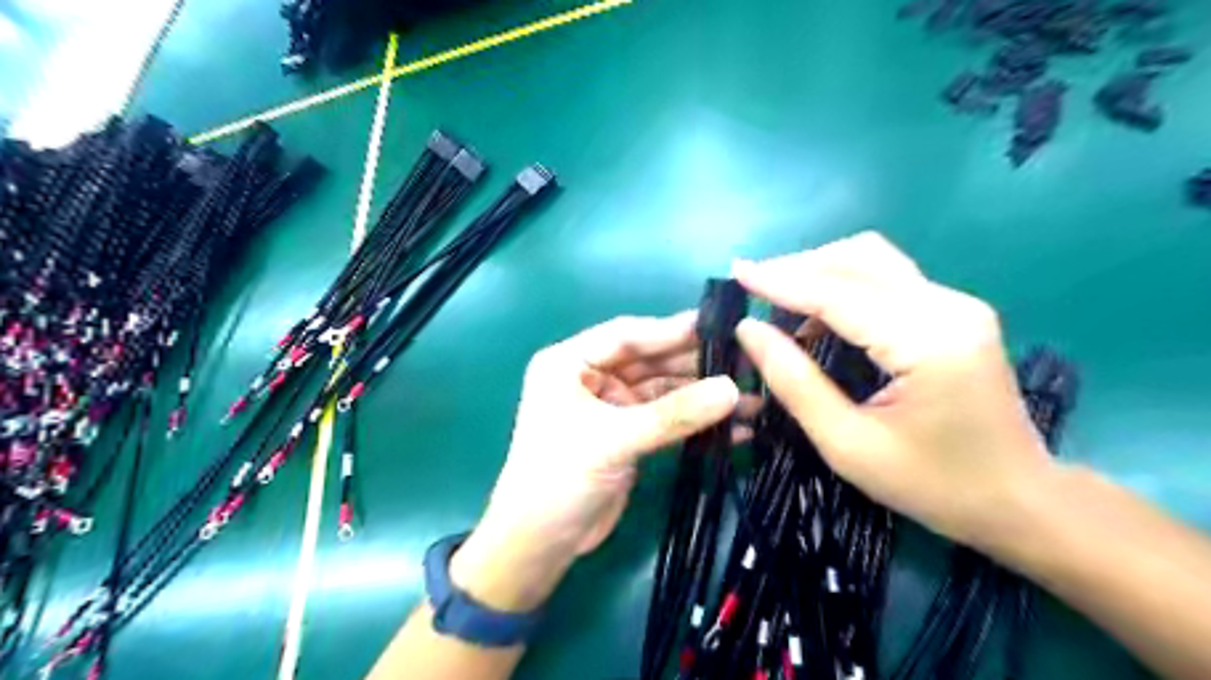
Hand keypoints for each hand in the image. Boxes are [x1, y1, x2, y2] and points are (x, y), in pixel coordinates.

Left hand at [451, 311, 741, 614]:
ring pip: (663, 389)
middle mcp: (591, 377)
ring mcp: (611, 405)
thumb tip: (733, 389)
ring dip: (703, 394)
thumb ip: (673, 414)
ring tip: (752, 395)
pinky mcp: (629, 433)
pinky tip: (736, 426)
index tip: (722, 325)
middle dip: (695, 363)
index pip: (627, 335)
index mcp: (569, 362)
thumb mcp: (614, 439)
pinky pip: (668, 417)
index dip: (672, 330)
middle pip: (649, 360)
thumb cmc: (561, 478)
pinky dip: (697, 421)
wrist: (542, 544)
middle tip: (746, 360)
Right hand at [732, 233, 1055, 552]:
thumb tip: (749, 330)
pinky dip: (842, 288)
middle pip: (859, 258)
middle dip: (799, 268)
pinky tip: (816, 319)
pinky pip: (886, 281)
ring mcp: (957, 305)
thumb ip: (795, 383)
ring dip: (820, 273)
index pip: (838, 294)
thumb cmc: (933, 486)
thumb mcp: (848, 445)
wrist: (1021, 502)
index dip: (781, 281)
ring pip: (873, 261)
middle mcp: (948, 306)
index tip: (735, 273)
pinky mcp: (954, 313)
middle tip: (752, 289)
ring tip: (776, 302)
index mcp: (928, 342)